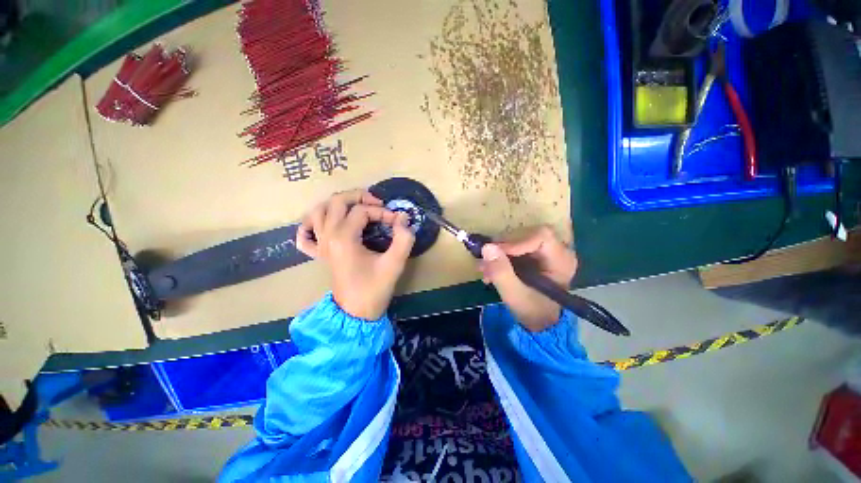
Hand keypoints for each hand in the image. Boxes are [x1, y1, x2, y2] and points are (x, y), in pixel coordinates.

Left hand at [296, 189, 414, 319]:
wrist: (356, 313)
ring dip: (336, 204)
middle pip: (337, 201)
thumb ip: (403, 239)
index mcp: (344, 238)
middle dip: (359, 196)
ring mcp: (320, 244)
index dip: (382, 212)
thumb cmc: (375, 288)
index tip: (397, 221)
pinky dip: (310, 225)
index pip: (362, 211)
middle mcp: (328, 236)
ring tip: (355, 207)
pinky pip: (305, 234)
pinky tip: (324, 224)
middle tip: (377, 204)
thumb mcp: (394, 264)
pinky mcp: (319, 253)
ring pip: (318, 211)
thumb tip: (403, 218)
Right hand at [479, 226, 577, 331]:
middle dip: (502, 247)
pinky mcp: (533, 254)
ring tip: (484, 269)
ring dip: (497, 252)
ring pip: (517, 239)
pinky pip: (513, 246)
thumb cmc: (532, 310)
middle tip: (484, 261)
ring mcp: (544, 251)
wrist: (538, 321)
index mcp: (561, 260)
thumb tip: (487, 247)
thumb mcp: (514, 295)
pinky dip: (499, 256)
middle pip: (526, 234)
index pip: (540, 236)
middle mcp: (556, 250)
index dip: (516, 241)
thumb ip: (501, 272)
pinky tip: (489, 270)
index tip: (494, 252)